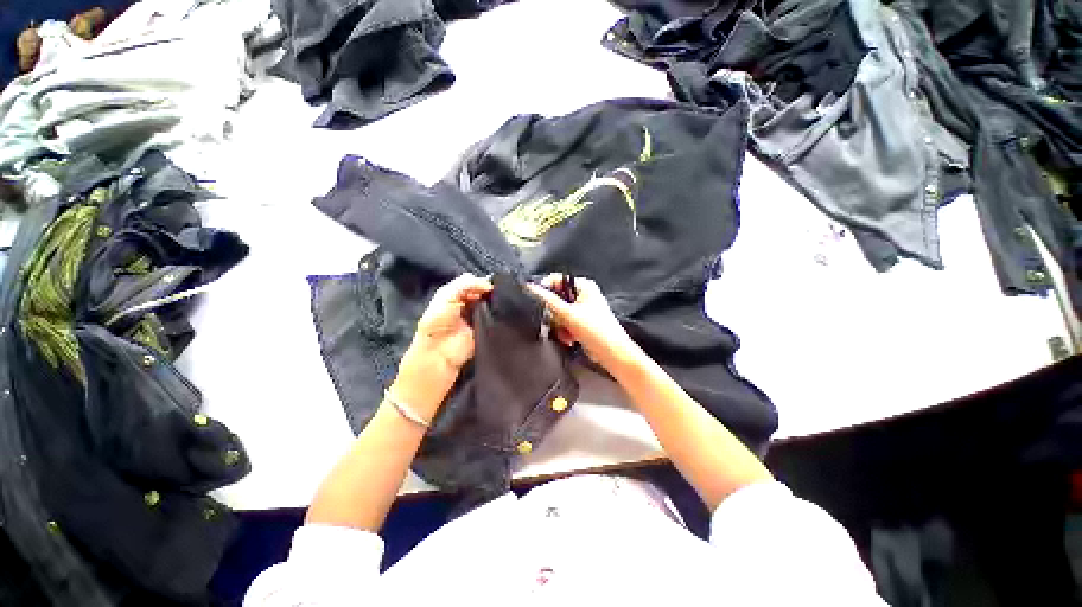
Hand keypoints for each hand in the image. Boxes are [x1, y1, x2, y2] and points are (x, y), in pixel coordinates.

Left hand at [391, 274, 492, 419]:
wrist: (439, 354)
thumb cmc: (437, 323)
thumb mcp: (445, 296)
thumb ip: (464, 284)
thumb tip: (489, 284)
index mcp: (455, 296)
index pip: (473, 283)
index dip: (482, 282)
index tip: (493, 284)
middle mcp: (468, 305)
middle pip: (484, 293)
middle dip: (491, 291)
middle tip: (502, 291)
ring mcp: (478, 317)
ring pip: (491, 304)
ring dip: (497, 302)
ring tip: (506, 299)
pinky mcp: (487, 329)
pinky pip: (496, 318)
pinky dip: (501, 313)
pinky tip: (507, 309)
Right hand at [527, 275, 641, 371]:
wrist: (612, 353)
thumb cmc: (596, 330)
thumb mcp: (568, 313)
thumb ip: (548, 300)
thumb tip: (531, 287)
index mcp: (584, 286)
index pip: (557, 280)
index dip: (545, 289)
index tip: (538, 301)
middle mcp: (584, 295)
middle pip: (557, 299)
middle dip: (555, 314)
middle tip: (558, 322)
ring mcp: (583, 309)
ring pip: (559, 313)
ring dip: (560, 325)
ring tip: (566, 334)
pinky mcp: (582, 323)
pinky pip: (565, 323)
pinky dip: (565, 331)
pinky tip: (570, 339)